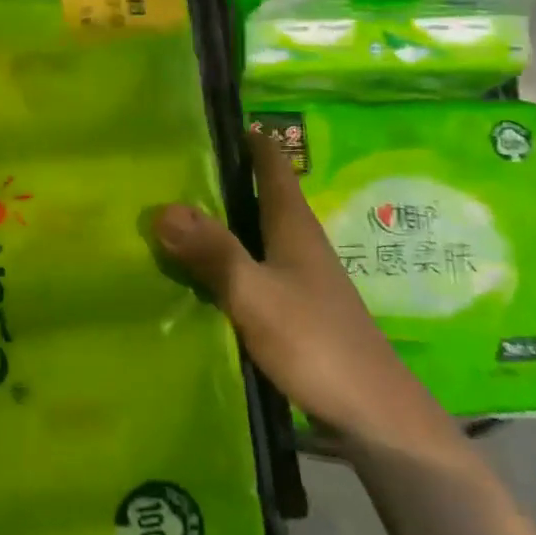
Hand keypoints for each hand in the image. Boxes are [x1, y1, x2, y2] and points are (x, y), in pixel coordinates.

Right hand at [154, 128, 458, 458]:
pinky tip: (196, 272)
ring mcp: (298, 277)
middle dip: (222, 176)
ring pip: (253, 232)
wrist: (372, 415)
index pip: (272, 164)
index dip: (248, 138)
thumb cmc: (316, 343)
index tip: (210, 119)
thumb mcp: (256, 295)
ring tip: (171, 212)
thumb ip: (213, 253)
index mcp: (293, 226)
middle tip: (170, 164)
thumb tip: (163, 207)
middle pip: (259, 195)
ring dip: (221, 219)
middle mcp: (298, 243)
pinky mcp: (293, 308)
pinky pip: (251, 267)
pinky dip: (225, 259)